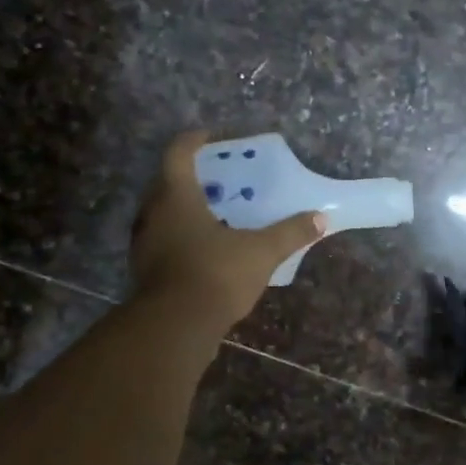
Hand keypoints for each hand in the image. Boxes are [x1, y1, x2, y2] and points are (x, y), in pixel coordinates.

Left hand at [131, 130, 326, 332]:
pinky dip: (182, 237)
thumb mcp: (261, 252)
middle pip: (166, 182)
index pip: (178, 154)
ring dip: (185, 209)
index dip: (193, 141)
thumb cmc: (216, 275)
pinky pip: (163, 241)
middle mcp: (153, 213)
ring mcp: (144, 243)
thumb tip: (321, 218)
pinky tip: (206, 249)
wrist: (175, 328)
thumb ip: (290, 233)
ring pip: (163, 214)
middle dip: (192, 177)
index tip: (210, 136)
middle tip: (219, 179)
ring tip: (215, 213)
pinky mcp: (145, 270)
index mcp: (176, 196)